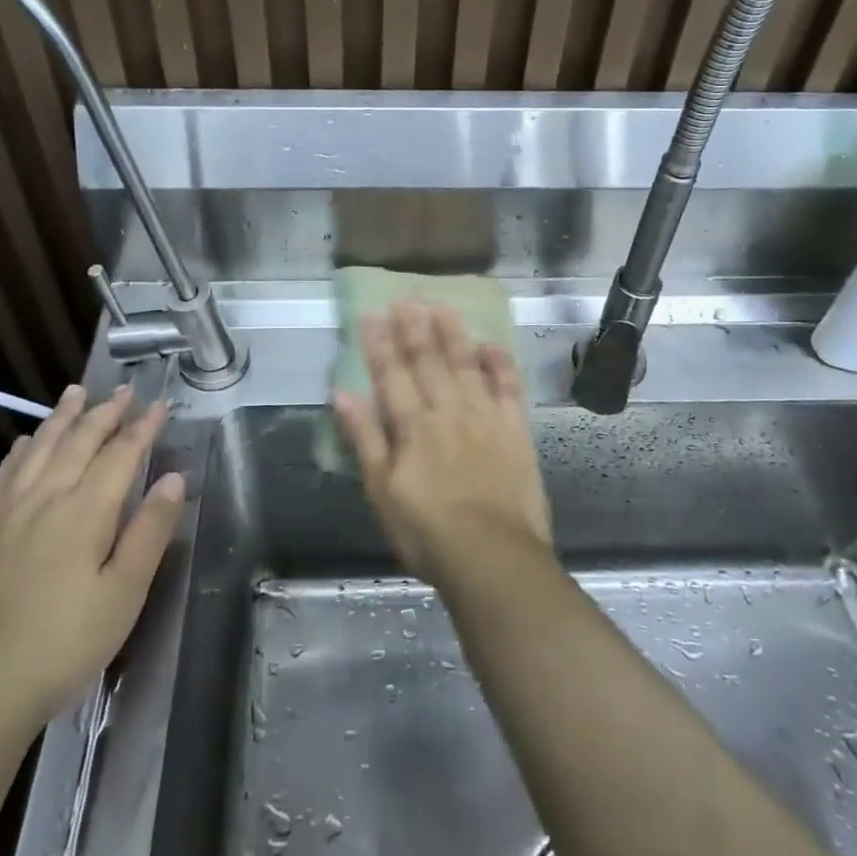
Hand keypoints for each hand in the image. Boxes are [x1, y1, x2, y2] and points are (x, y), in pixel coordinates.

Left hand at [0, 384, 184, 735]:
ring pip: (38, 449)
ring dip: (61, 418)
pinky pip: (0, 478)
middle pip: (79, 441)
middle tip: (125, 389)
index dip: (143, 426)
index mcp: (86, 511)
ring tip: (75, 393)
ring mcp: (7, 514)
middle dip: (105, 412)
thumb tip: (174, 478)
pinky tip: (20, 445)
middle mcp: (46, 498)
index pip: (121, 454)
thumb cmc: (62, 645)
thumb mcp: (123, 594)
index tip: (160, 403)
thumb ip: (150, 532)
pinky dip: (15, 454)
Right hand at [332, 301, 551, 583]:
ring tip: (442, 306)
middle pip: (428, 360)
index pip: (391, 373)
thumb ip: (363, 438)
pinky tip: (490, 343)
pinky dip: (499, 363)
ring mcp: (484, 416)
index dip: (380, 342)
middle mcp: (447, 410)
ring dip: (452, 333)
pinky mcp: (515, 429)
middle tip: (406, 297)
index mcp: (412, 425)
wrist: (493, 557)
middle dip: (414, 327)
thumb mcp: (381, 491)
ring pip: (465, 364)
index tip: (372, 314)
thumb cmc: (427, 531)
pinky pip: (508, 386)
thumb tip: (341, 393)